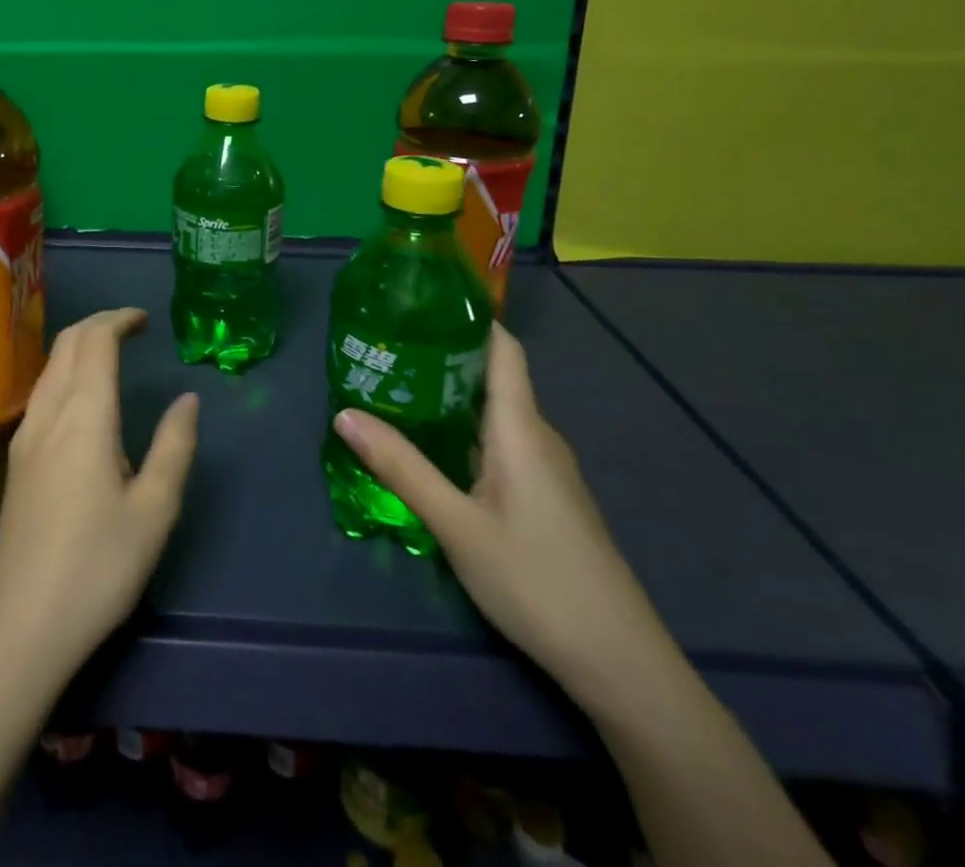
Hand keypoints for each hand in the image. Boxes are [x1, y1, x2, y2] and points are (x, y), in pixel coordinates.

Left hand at [0, 308, 199, 695]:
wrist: (20, 628)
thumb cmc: (97, 568)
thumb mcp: (154, 511)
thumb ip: (174, 447)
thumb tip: (187, 399)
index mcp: (83, 416)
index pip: (94, 341)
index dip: (119, 320)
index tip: (145, 320)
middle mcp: (47, 414)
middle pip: (66, 344)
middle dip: (98, 324)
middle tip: (132, 329)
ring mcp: (25, 438)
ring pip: (49, 367)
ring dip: (79, 347)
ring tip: (111, 355)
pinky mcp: (16, 462)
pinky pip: (41, 393)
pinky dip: (65, 373)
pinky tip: (83, 401)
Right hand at [331, 324, 670, 715]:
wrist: (620, 663)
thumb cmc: (537, 580)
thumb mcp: (457, 524)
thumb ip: (401, 467)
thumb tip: (344, 413)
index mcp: (521, 428)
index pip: (503, 349)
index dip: (468, 317)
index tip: (421, 300)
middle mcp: (537, 437)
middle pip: (492, 376)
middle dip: (442, 355)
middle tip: (385, 346)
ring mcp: (545, 470)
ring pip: (494, 413)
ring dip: (449, 395)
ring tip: (396, 388)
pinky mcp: (545, 497)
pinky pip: (500, 443)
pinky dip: (464, 430)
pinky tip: (432, 447)